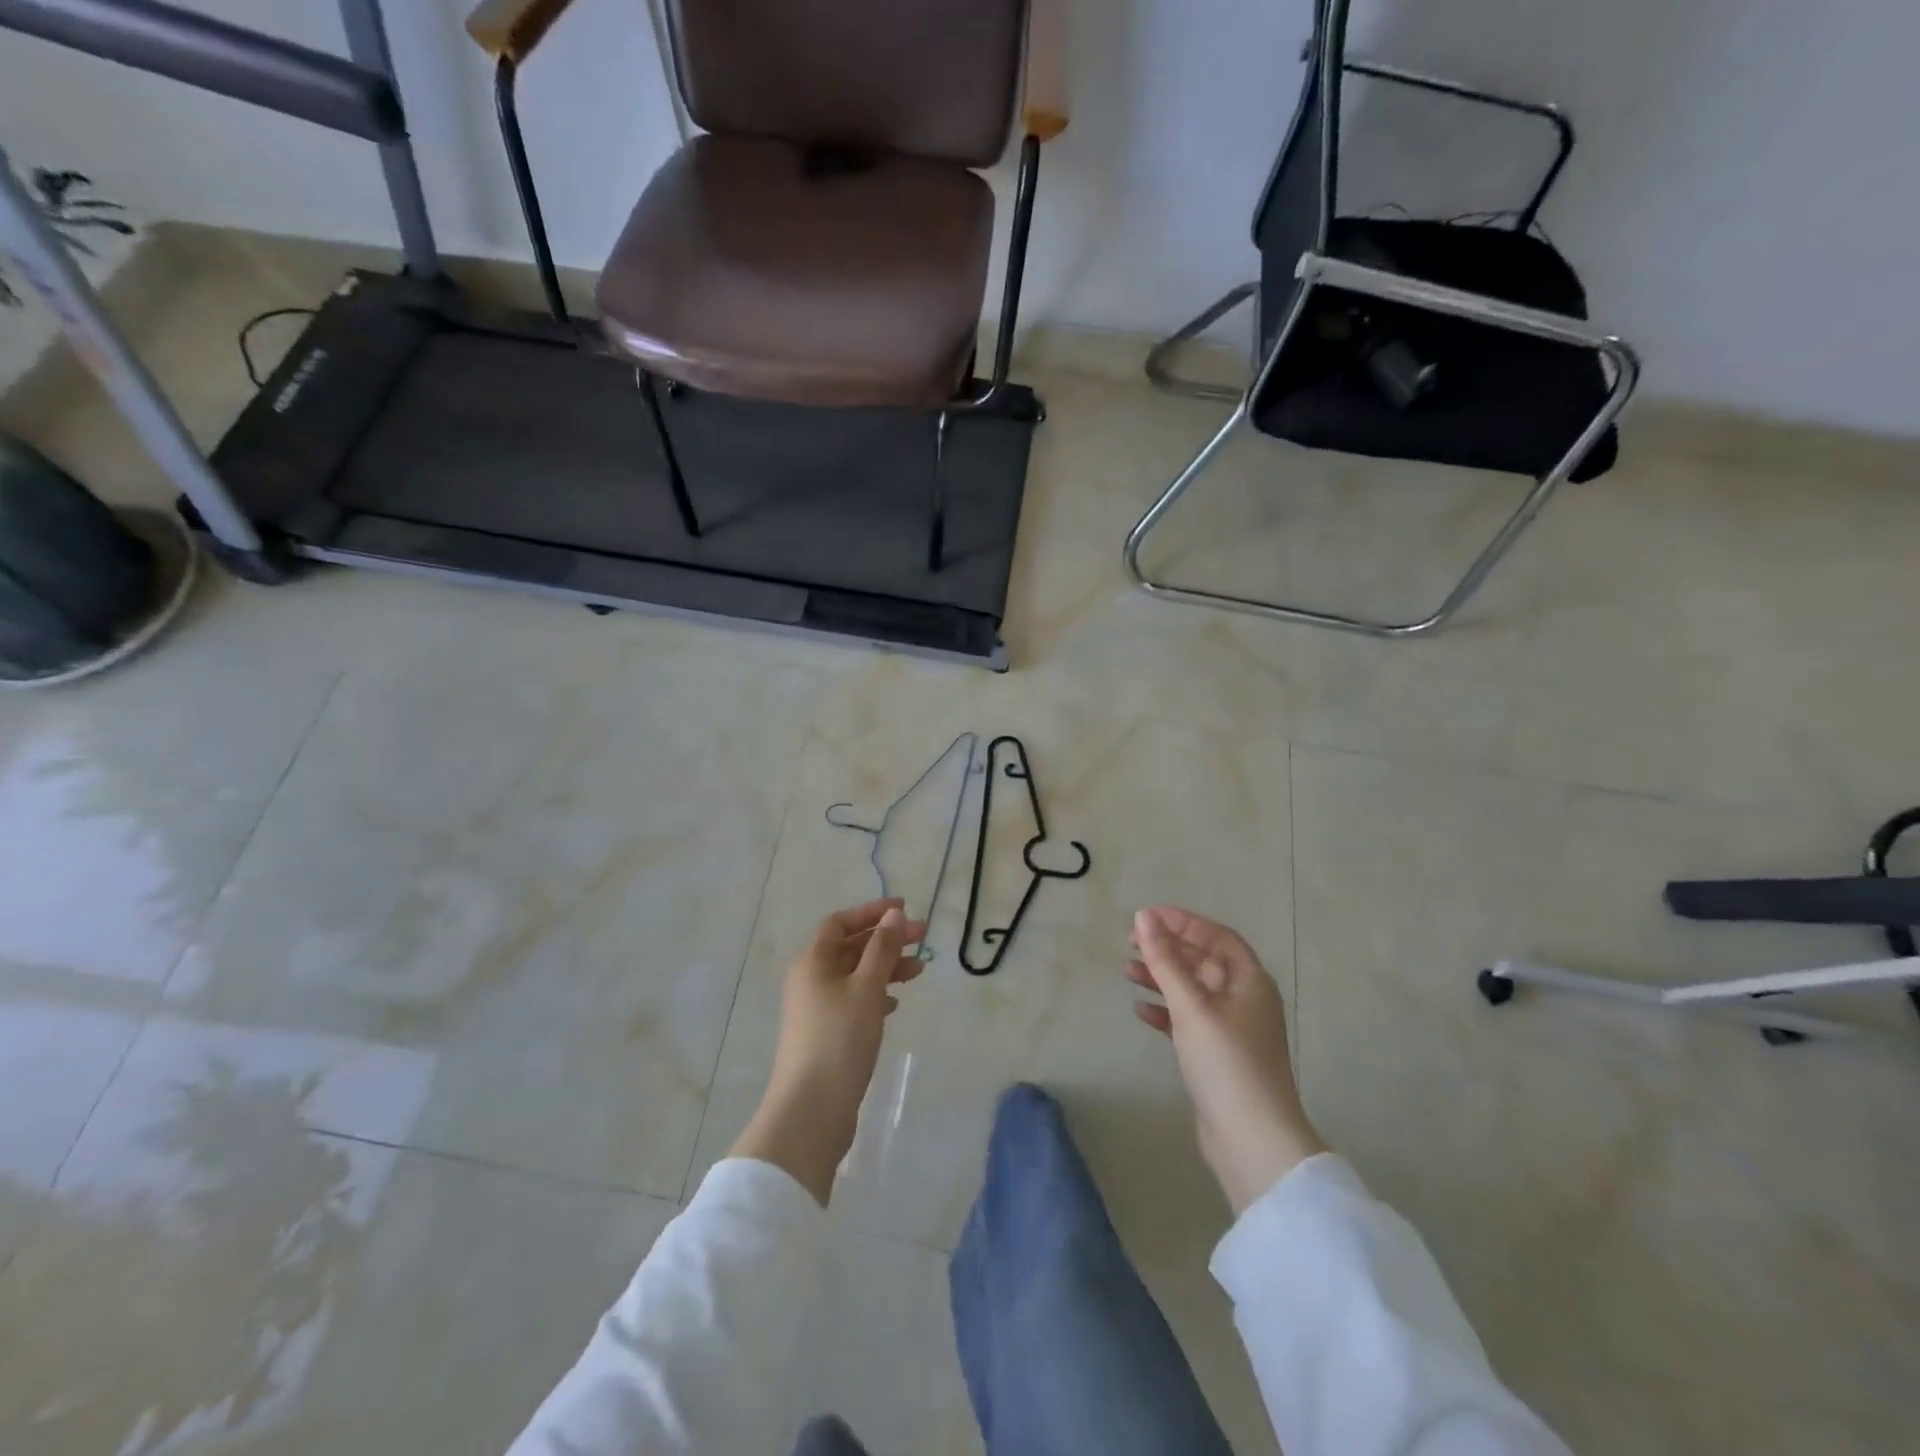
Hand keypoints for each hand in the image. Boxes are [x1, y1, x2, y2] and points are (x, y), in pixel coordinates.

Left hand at [729, 899, 925, 1205]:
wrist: (811, 1111)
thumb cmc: (840, 1039)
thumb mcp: (867, 988)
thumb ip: (882, 949)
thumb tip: (894, 914)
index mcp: (813, 962)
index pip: (840, 923)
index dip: (871, 912)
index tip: (905, 910)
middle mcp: (810, 980)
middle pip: (851, 948)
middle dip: (886, 940)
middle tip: (924, 938)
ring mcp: (816, 1009)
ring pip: (855, 975)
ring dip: (885, 968)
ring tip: (919, 972)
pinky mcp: (826, 1035)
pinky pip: (854, 1001)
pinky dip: (876, 995)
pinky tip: (894, 1004)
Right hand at [1128, 906, 1325, 1215]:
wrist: (1252, 1140)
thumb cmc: (1226, 1062)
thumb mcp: (1191, 1005)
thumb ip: (1165, 960)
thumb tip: (1144, 917)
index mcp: (1249, 980)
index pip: (1215, 936)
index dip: (1182, 922)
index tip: (1145, 917)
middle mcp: (1244, 999)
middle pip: (1203, 961)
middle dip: (1167, 949)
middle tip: (1129, 943)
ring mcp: (1232, 1029)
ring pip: (1192, 990)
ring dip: (1162, 978)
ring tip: (1127, 972)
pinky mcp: (1217, 1055)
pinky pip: (1188, 1020)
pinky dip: (1165, 1011)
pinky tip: (1141, 1011)